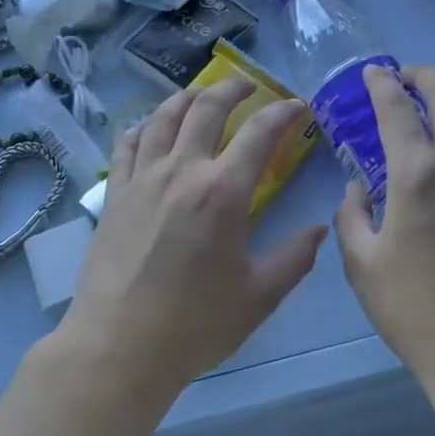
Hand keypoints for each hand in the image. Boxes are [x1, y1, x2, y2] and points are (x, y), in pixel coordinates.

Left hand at [59, 79, 327, 391]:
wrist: (119, 348)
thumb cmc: (195, 325)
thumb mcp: (260, 296)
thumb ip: (295, 257)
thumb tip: (319, 229)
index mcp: (223, 191)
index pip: (259, 132)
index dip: (283, 112)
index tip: (297, 106)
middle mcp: (181, 171)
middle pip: (206, 107)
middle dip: (233, 88)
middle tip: (249, 87)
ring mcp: (142, 179)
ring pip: (162, 117)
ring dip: (187, 97)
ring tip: (201, 95)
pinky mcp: (114, 195)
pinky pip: (126, 145)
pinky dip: (143, 126)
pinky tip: (149, 127)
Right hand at [334, 65, 434, 378]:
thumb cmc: (413, 307)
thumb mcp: (362, 264)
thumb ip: (352, 216)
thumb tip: (358, 189)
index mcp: (417, 175)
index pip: (397, 109)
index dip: (382, 84)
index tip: (372, 73)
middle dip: (423, 76)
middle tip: (405, 76)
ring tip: (431, 115)